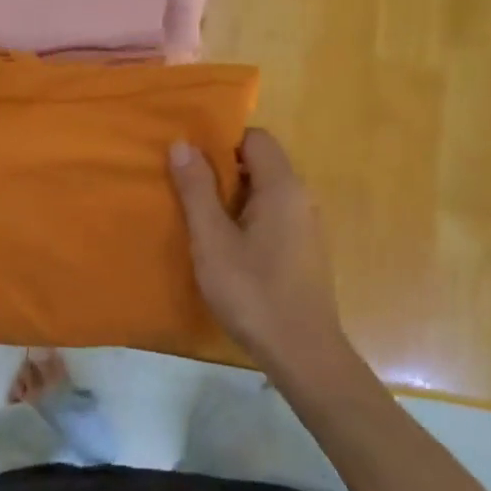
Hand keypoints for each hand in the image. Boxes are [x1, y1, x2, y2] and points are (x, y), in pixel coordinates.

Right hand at [169, 130, 361, 385]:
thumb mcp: (212, 240)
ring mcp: (308, 225)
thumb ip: (197, 190)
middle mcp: (301, 197)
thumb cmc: (253, 292)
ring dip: (234, 197)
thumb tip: (182, 144)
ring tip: (200, 218)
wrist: (302, 352)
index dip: (222, 142)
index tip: (190, 161)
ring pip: (267, 192)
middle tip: (187, 190)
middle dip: (223, 170)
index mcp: (282, 186)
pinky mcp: (306, 249)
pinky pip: (274, 216)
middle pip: (262, 163)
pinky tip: (227, 247)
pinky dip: (249, 218)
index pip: (256, 138)